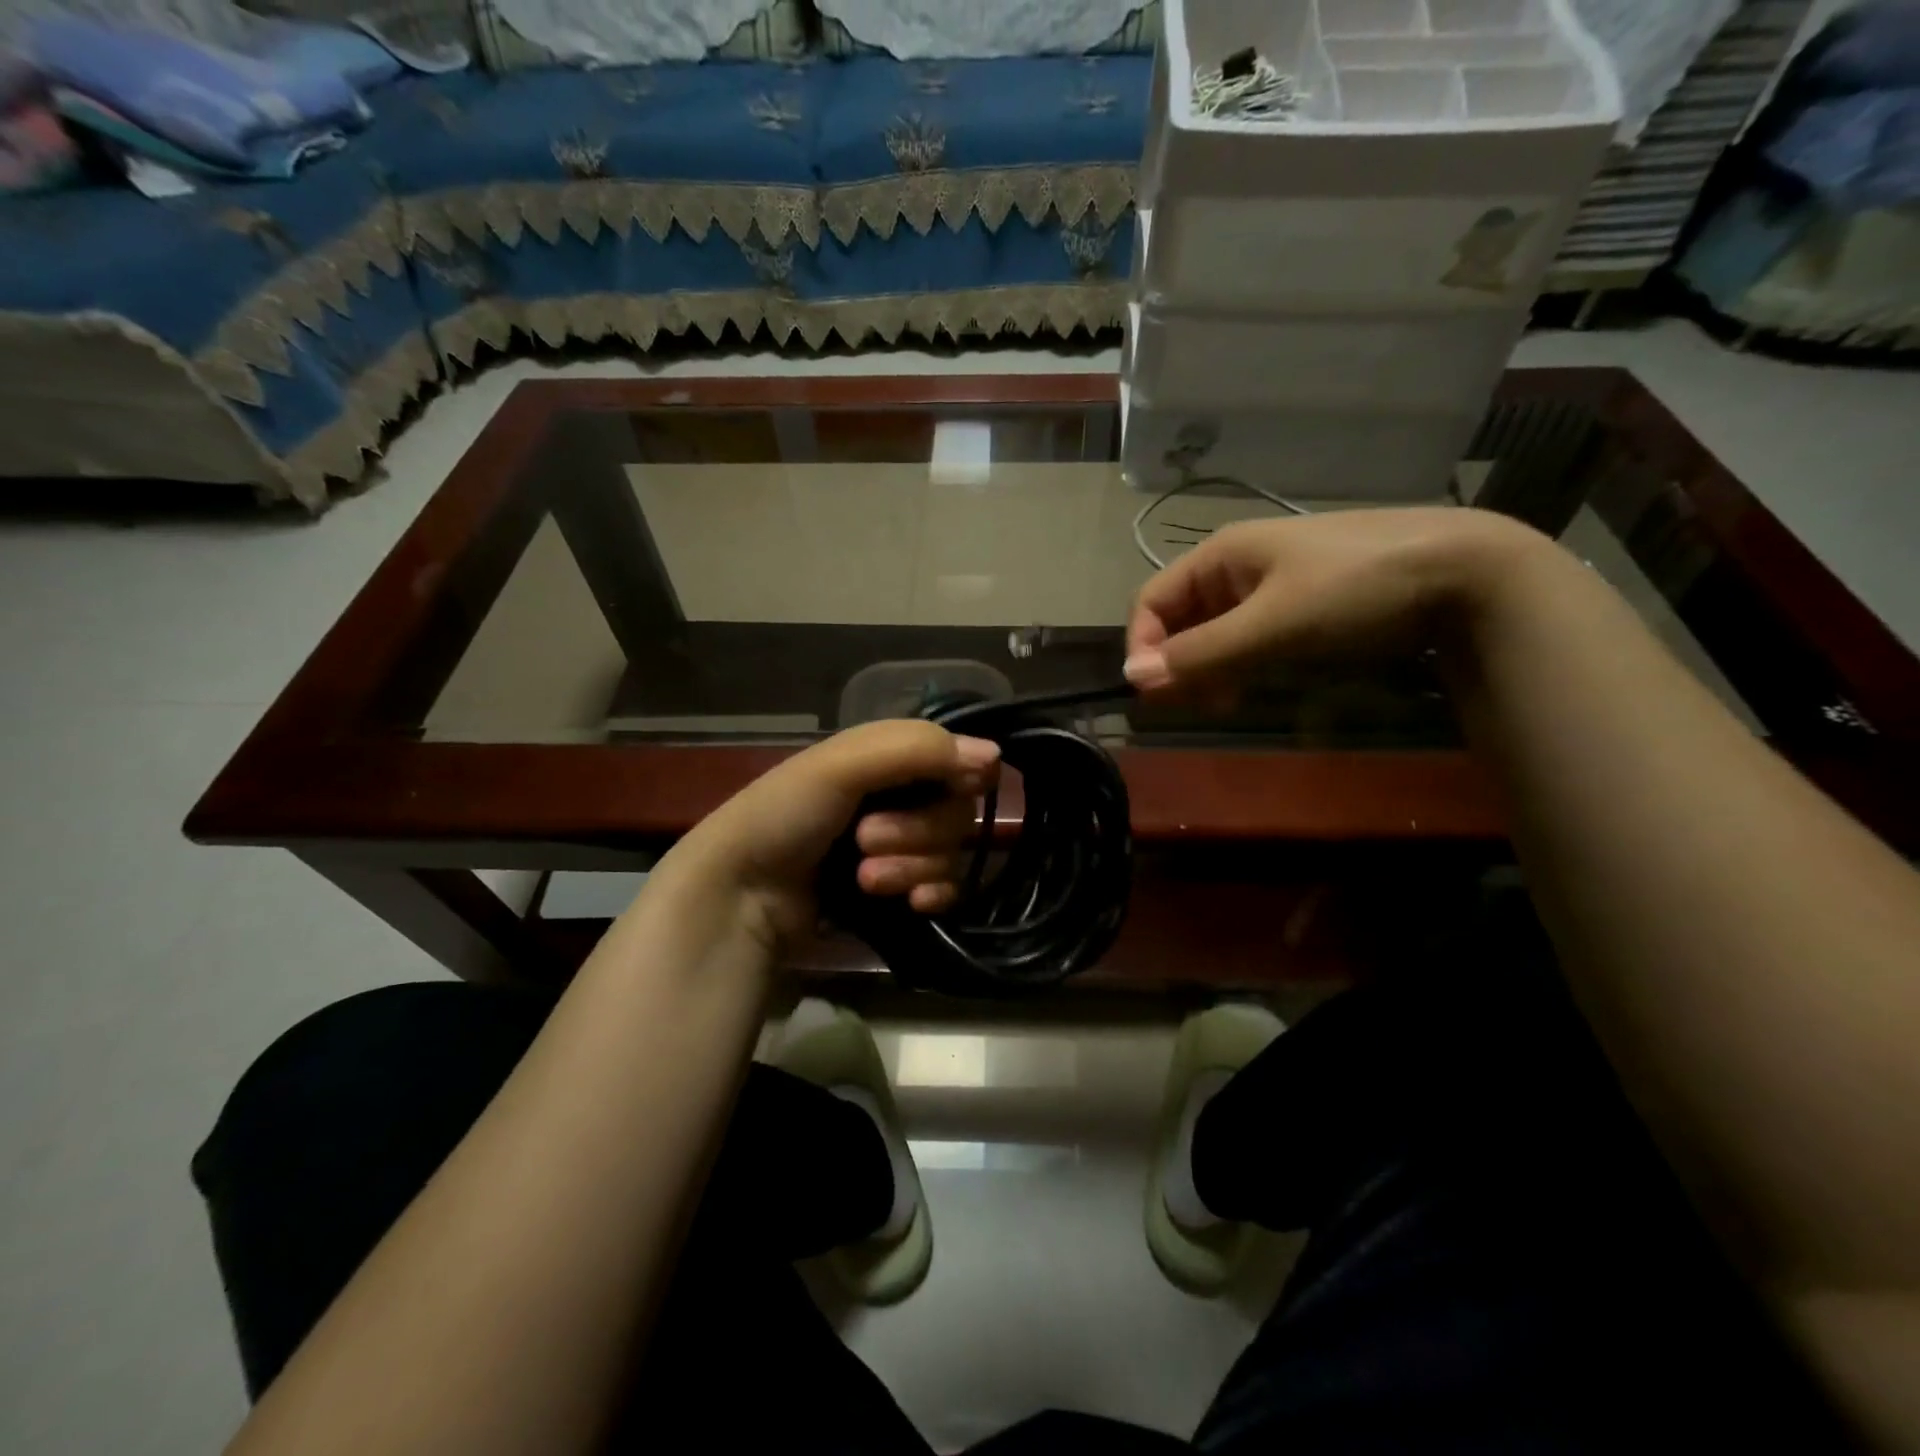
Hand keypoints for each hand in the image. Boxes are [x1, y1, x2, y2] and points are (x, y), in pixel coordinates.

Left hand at [660, 719, 998, 953]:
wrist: (740, 897)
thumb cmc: (784, 815)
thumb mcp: (842, 765)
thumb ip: (918, 750)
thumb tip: (994, 756)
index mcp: (886, 760)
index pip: (955, 759)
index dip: (957, 776)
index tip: (949, 788)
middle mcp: (899, 799)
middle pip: (956, 812)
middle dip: (916, 832)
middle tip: (865, 841)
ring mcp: (900, 850)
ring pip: (950, 854)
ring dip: (911, 867)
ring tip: (864, 878)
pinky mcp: (899, 893)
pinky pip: (946, 890)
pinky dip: (930, 895)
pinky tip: (909, 904)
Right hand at [1123, 508, 1532, 695]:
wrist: (1467, 572)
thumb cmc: (1356, 590)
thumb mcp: (1272, 624)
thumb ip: (1201, 653)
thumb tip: (1133, 678)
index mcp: (1221, 555)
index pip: (1152, 601)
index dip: (1143, 646)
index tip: (1154, 694)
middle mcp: (1238, 565)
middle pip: (1180, 618)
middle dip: (1178, 662)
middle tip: (1195, 705)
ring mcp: (1273, 583)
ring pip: (1214, 631)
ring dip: (1208, 668)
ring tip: (1226, 701)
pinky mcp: (1302, 604)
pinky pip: (1249, 635)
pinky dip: (1240, 663)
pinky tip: (1256, 684)